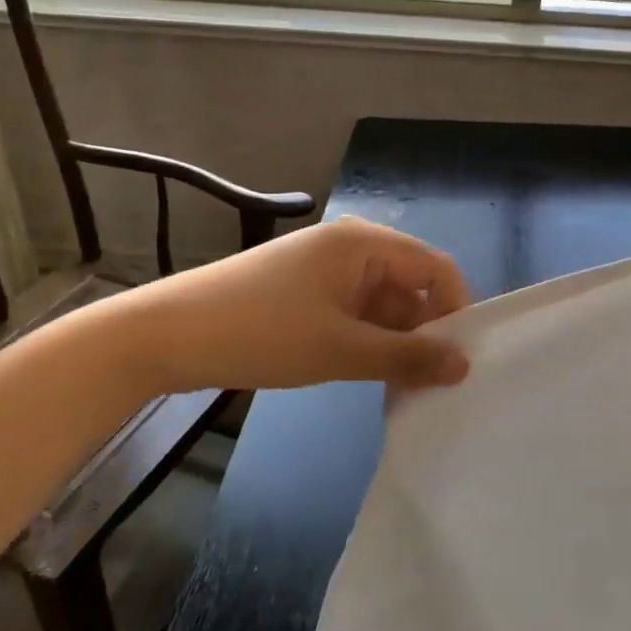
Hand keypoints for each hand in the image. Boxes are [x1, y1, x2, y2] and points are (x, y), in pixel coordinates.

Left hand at [146, 216, 472, 391]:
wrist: (166, 335)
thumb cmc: (260, 332)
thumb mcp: (340, 349)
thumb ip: (406, 356)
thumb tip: (464, 365)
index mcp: (364, 242)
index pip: (435, 268)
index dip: (455, 311)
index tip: (460, 361)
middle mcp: (351, 246)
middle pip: (411, 285)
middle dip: (424, 331)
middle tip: (432, 384)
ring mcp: (326, 268)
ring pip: (383, 303)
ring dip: (395, 341)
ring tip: (401, 387)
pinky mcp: (306, 290)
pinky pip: (355, 311)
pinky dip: (367, 339)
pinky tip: (367, 374)